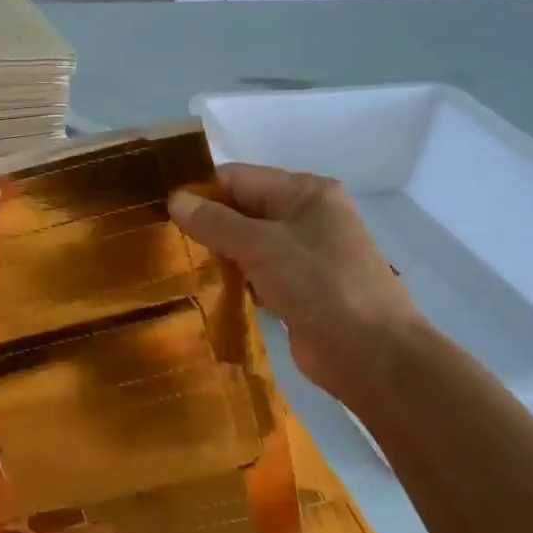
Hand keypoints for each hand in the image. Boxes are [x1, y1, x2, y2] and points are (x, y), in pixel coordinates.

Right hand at [169, 163, 421, 396]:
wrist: (371, 354)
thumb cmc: (320, 285)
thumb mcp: (262, 245)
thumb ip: (215, 222)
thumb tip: (175, 199)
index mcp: (305, 192)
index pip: (239, 178)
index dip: (201, 191)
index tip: (161, 211)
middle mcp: (306, 216)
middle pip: (243, 208)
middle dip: (206, 223)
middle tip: (164, 239)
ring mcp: (304, 254)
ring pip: (248, 242)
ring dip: (218, 253)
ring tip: (176, 263)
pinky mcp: (299, 288)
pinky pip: (256, 272)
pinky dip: (234, 277)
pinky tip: (207, 287)